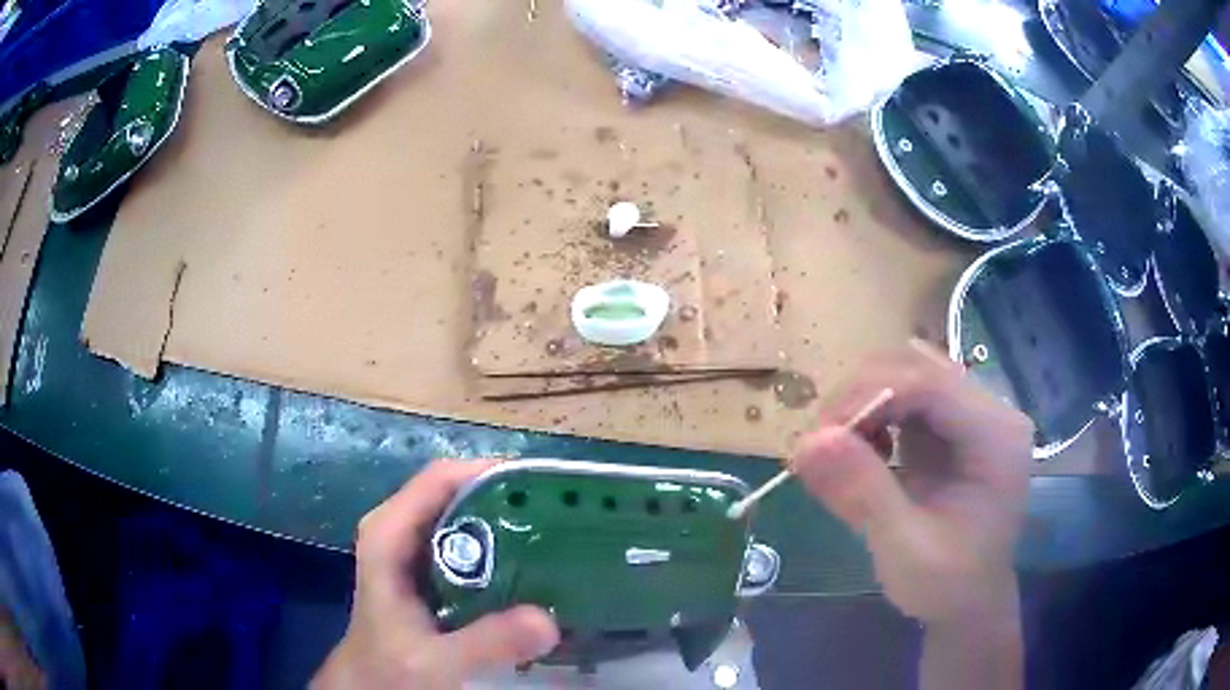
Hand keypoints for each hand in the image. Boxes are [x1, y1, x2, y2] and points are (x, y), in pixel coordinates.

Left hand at [311, 460, 559, 689]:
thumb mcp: (436, 660)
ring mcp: (414, 550)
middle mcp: (400, 530)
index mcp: (388, 534)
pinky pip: (470, 544)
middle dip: (508, 500)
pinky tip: (535, 570)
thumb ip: (486, 642)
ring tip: (560, 538)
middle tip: (564, 518)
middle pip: (458, 493)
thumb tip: (548, 621)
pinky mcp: (429, 571)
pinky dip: (502, 550)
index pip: (441, 479)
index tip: (544, 489)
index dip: (490, 474)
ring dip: (509, 524)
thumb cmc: (391, 668)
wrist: (373, 686)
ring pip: (466, 517)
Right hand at [792, 341, 1032, 625]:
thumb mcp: (904, 548)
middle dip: (862, 397)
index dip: (869, 396)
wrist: (968, 604)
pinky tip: (866, 451)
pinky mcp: (952, 425)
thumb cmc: (947, 585)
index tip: (818, 437)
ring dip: (865, 403)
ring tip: (842, 452)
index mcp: (996, 436)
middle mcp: (990, 411)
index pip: (930, 382)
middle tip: (821, 446)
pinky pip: (906, 396)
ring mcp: (972, 414)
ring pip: (908, 374)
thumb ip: (861, 493)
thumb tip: (806, 441)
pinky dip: (874, 415)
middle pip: (918, 367)